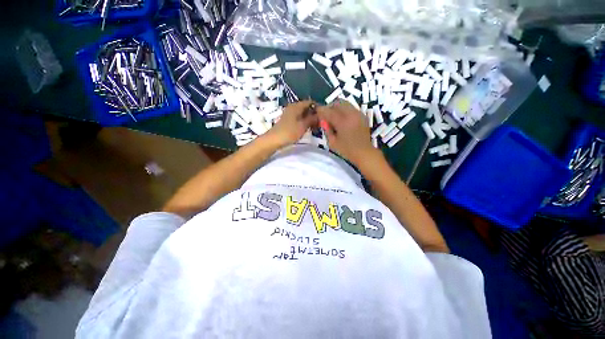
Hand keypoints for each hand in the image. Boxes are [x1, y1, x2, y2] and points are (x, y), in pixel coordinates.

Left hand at [267, 100, 318, 146]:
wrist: (274, 140)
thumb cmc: (289, 132)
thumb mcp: (303, 126)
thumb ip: (312, 119)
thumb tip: (320, 115)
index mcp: (296, 106)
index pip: (310, 102)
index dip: (318, 108)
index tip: (325, 116)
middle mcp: (293, 107)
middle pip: (306, 108)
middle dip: (314, 114)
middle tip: (322, 123)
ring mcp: (290, 114)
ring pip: (303, 114)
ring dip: (310, 119)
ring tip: (317, 127)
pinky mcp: (288, 121)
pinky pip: (299, 119)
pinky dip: (305, 122)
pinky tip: (308, 129)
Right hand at [318, 100, 381, 165]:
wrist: (364, 153)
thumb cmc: (346, 150)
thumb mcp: (332, 142)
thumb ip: (327, 129)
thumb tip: (323, 120)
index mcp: (342, 122)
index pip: (328, 111)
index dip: (321, 111)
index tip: (317, 112)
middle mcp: (351, 114)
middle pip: (337, 103)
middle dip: (330, 107)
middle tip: (326, 115)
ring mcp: (358, 114)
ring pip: (345, 103)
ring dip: (337, 108)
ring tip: (334, 117)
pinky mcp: (362, 116)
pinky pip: (351, 108)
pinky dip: (344, 111)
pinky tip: (343, 120)